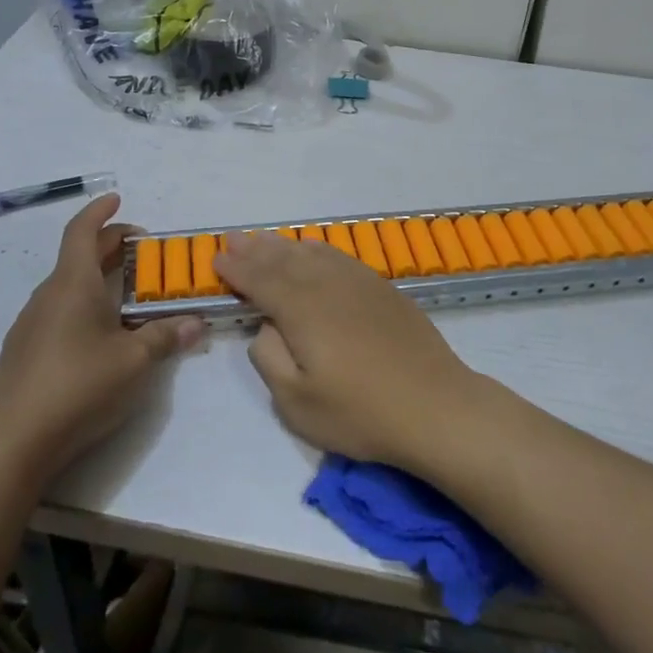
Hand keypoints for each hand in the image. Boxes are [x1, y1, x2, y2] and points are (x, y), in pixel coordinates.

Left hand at [0, 195, 201, 476]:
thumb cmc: (80, 386)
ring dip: (97, 277)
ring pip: (68, 284)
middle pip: (78, 256)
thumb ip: (166, 336)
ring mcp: (31, 322)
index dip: (100, 211)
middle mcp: (48, 294)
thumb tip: (196, 322)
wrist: (15, 441)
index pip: (82, 231)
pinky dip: (83, 303)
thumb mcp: (135, 361)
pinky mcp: (23, 350)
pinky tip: (99, 332)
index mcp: (73, 284)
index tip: (116, 198)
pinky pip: (58, 310)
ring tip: (127, 293)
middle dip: (110, 245)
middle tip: (142, 250)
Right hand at [214, 230, 482, 472]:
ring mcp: (358, 282)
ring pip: (311, 253)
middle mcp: (327, 285)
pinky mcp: (381, 288)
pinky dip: (317, 249)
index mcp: (302, 310)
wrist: (436, 406)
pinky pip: (339, 257)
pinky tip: (312, 249)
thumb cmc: (361, 412)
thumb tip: (267, 327)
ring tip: (263, 240)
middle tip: (232, 239)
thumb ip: (269, 358)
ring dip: (283, 246)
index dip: (236, 270)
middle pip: (283, 260)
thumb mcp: (297, 402)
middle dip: (254, 250)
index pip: (260, 281)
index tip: (216, 261)